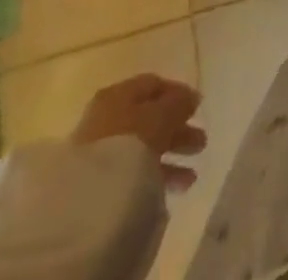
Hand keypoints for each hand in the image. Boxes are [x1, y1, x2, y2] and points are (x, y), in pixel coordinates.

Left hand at [72, 74, 206, 190]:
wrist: (86, 202)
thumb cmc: (128, 143)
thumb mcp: (160, 115)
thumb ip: (178, 102)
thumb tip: (190, 97)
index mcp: (118, 94)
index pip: (153, 84)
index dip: (178, 93)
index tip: (198, 107)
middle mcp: (107, 118)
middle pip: (150, 117)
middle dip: (178, 130)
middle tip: (201, 142)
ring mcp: (100, 152)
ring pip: (144, 147)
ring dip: (170, 157)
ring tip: (192, 176)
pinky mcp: (98, 185)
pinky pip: (134, 173)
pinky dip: (155, 176)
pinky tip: (172, 189)